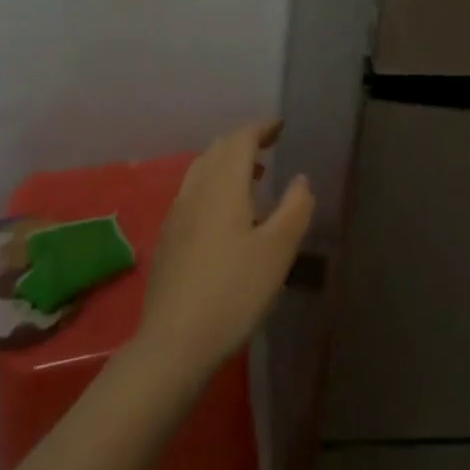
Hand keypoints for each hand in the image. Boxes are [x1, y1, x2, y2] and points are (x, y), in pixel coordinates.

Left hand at [135, 120, 313, 383]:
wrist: (174, 342)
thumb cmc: (234, 291)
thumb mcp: (277, 251)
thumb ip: (294, 208)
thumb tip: (301, 179)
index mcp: (223, 185)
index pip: (240, 139)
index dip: (261, 128)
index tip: (280, 126)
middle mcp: (196, 189)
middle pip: (218, 149)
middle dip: (244, 141)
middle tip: (269, 146)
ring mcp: (177, 213)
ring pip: (202, 169)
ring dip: (227, 162)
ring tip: (253, 176)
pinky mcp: (168, 237)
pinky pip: (194, 191)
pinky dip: (214, 183)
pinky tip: (226, 213)